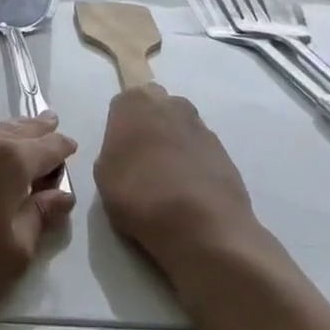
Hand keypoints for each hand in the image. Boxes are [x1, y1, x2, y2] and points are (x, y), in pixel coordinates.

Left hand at [0, 114, 77, 329]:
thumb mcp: (10, 257)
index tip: (69, 146)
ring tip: (12, 129)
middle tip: (50, 123)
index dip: (60, 149)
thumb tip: (59, 193)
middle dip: (35, 131)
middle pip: (13, 130)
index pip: (45, 149)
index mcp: (6, 162)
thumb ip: (38, 219)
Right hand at [95, 85, 257, 281]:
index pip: (124, 103)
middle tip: (142, 163)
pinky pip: (200, 152)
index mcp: (136, 102)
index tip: (120, 152)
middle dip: (150, 128)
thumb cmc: (140, 194)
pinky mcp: (225, 153)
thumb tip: (127, 152)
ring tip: (167, 183)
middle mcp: (171, 105)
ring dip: (174, 146)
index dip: (121, 128)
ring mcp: (202, 127)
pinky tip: (188, 194)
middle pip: (156, 109)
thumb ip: (114, 151)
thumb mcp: (103, 174)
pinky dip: (194, 166)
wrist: (203, 226)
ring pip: (180, 130)